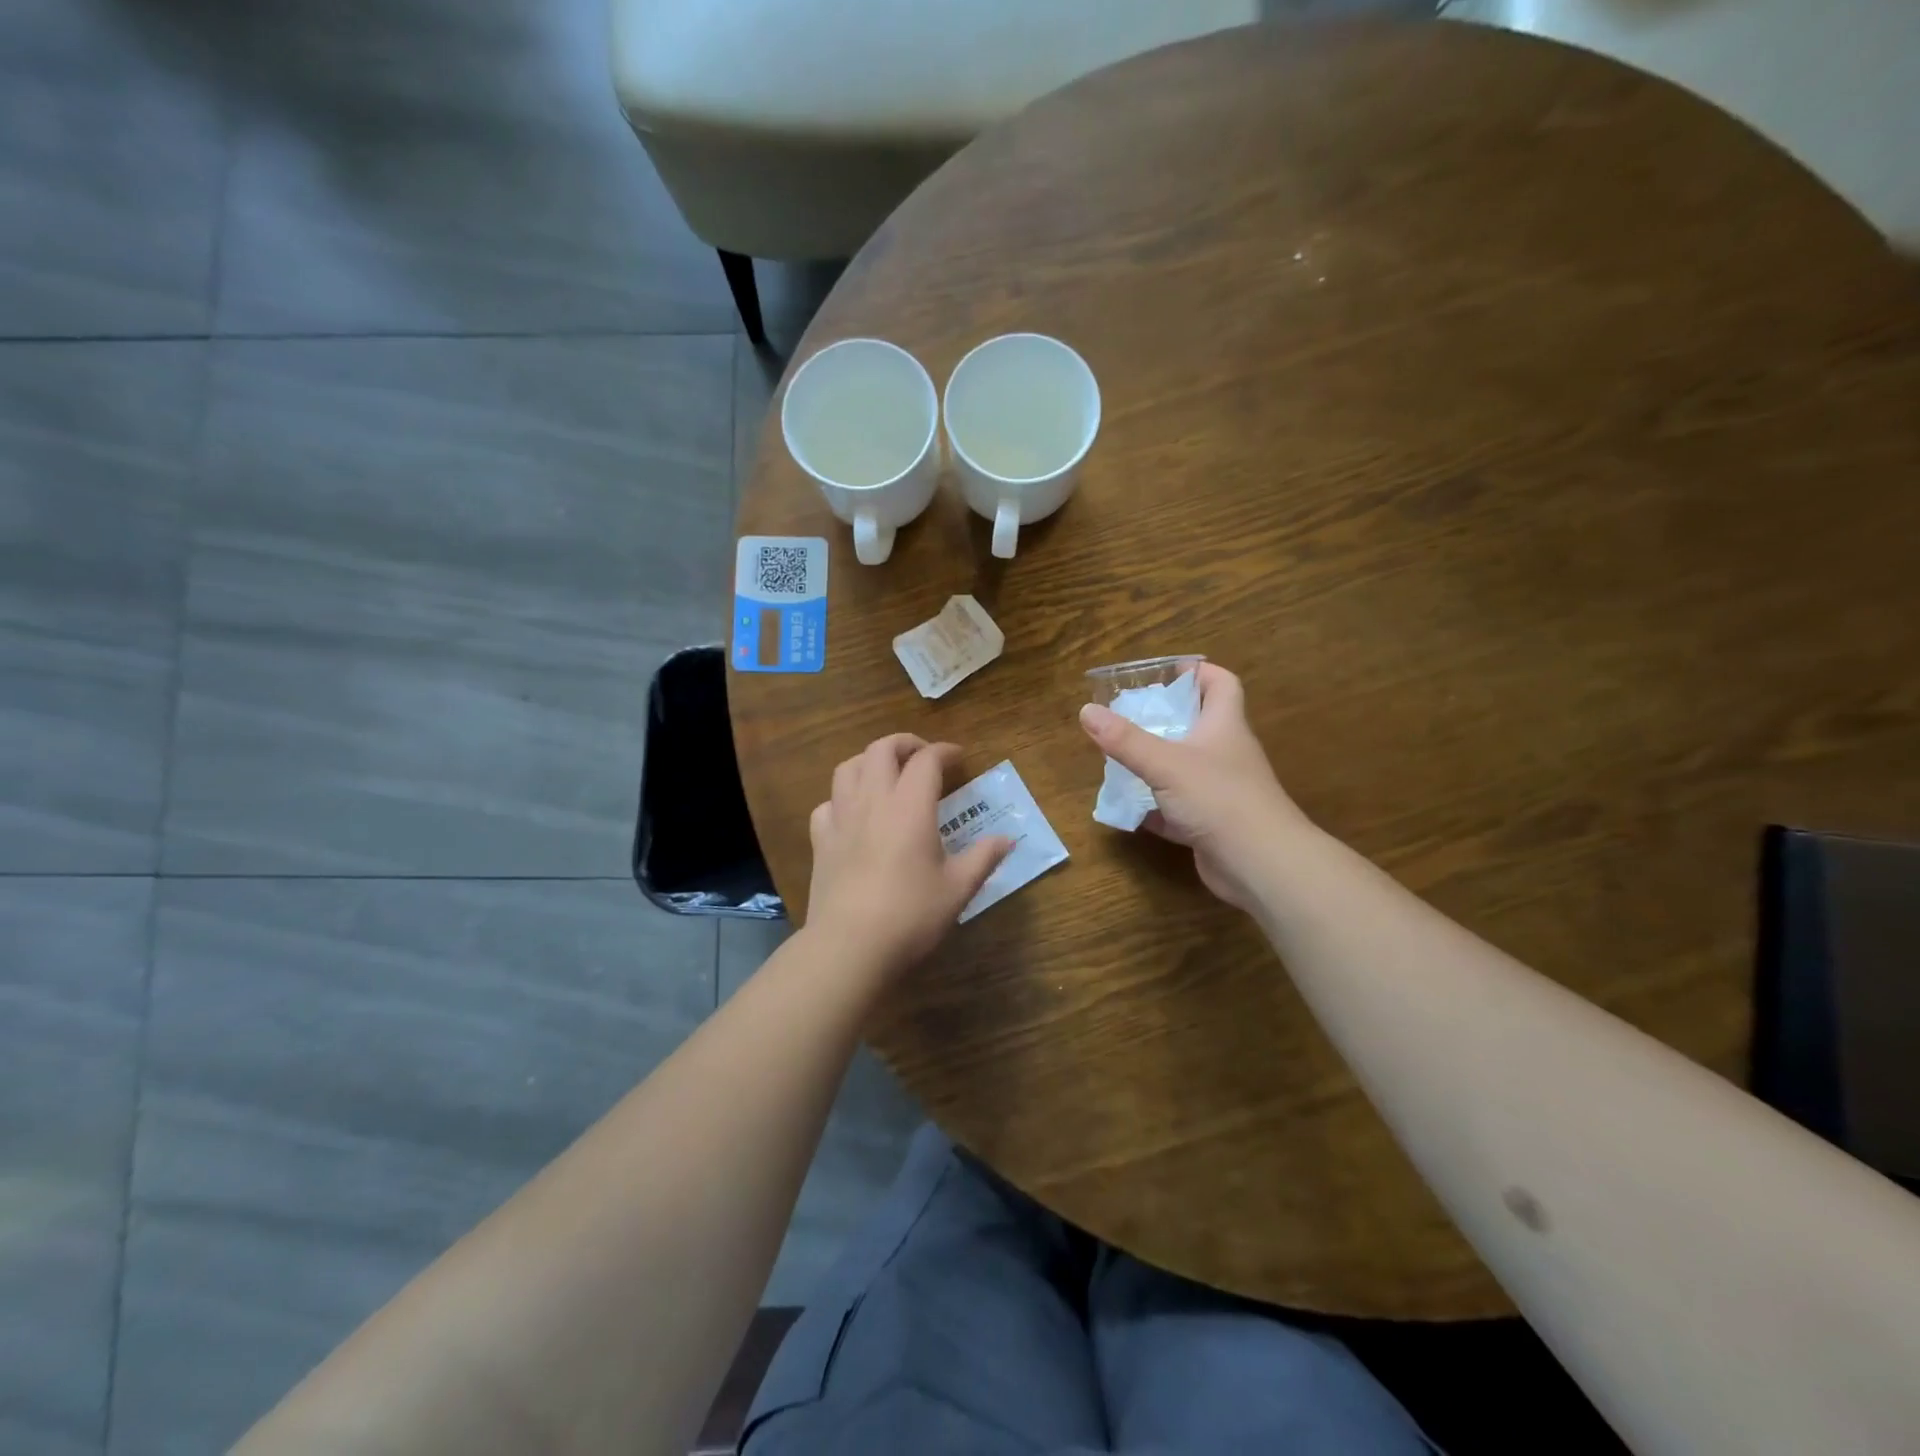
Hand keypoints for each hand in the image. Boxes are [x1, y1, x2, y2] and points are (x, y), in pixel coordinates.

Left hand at [805, 735, 1012, 980]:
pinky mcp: (820, 841)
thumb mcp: (958, 888)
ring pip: (848, 767)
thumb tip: (1008, 839)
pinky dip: (842, 798)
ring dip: (869, 761)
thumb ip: (983, 857)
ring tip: (886, 775)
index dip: (945, 751)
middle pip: (881, 749)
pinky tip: (853, 814)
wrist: (850, 945)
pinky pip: (827, 804)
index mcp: (910, 806)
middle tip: (923, 758)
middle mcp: (873, 800)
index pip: (927, 760)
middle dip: (904, 744)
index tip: (959, 758)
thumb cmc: (911, 914)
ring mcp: (841, 818)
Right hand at [1079, 664, 1309, 913]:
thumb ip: (1125, 739)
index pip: (1221, 684)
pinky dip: (1154, 808)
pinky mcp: (1211, 824)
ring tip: (1118, 758)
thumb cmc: (1218, 798)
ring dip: (1155, 764)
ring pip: (1184, 769)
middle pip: (1199, 725)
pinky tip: (1127, 809)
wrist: (1260, 864)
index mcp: (1224, 726)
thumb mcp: (1165, 763)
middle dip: (1164, 718)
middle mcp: (1226, 754)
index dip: (1199, 672)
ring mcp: (1220, 791)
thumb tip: (1087, 710)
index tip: (1167, 672)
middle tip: (1127, 716)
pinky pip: (1177, 809)